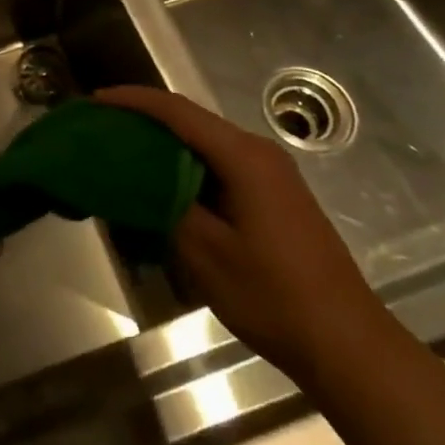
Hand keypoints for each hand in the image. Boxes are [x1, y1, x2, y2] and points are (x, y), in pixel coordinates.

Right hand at [94, 85, 392, 384]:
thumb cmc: (275, 297)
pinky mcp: (274, 195)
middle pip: (192, 120)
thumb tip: (136, 177)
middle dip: (145, 118)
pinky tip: (164, 184)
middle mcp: (258, 152)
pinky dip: (186, 165)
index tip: (96, 102)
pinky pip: (220, 164)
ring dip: (165, 143)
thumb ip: (167, 204)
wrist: (348, 343)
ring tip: (123, 151)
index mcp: (243, 157)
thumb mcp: (207, 253)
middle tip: (103, 127)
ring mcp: (270, 174)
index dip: (134, 101)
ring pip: (205, 142)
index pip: (178, 112)